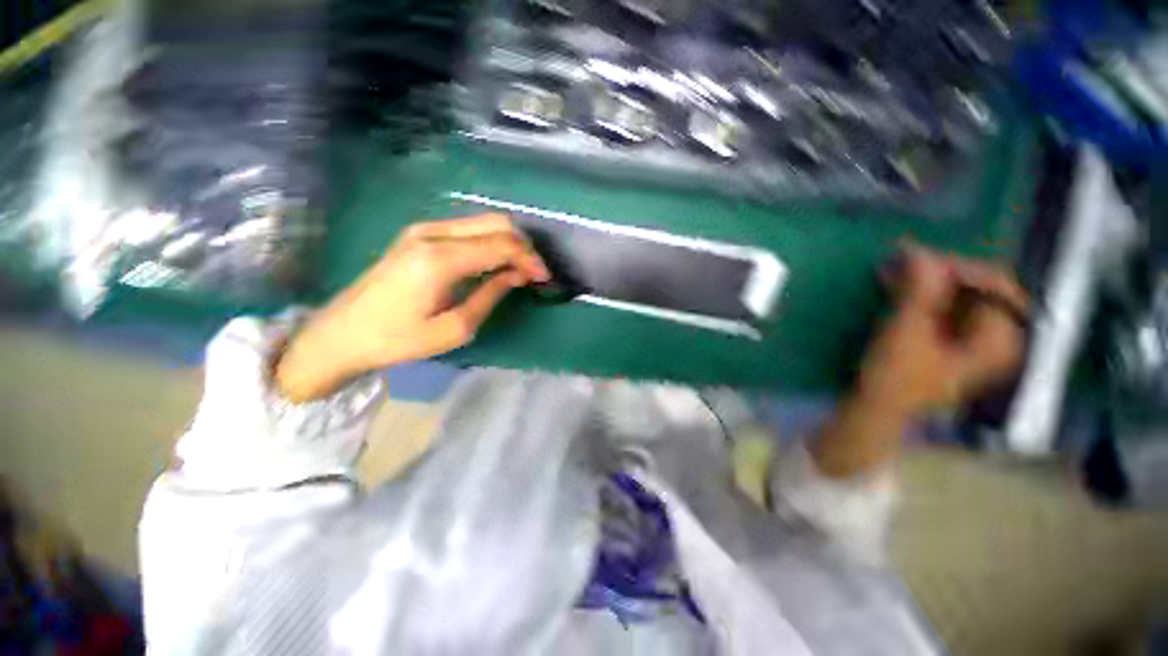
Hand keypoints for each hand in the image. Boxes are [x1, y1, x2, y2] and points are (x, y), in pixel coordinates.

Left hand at [275, 215, 548, 401]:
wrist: (343, 332)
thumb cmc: (398, 339)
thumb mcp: (455, 328)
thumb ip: (491, 295)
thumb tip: (517, 275)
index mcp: (440, 259)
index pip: (501, 245)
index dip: (529, 259)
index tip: (544, 277)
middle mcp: (433, 233)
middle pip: (495, 223)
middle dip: (523, 245)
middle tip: (535, 272)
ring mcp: (423, 229)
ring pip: (483, 222)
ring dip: (508, 241)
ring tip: (520, 268)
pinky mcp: (419, 234)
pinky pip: (468, 229)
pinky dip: (489, 241)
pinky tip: (496, 262)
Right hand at [856, 244, 1028, 419]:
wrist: (878, 411)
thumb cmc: (894, 378)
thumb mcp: (905, 333)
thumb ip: (917, 292)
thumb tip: (917, 250)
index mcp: (1001, 338)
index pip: (994, 282)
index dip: (956, 265)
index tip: (913, 257)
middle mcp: (999, 336)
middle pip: (979, 286)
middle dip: (938, 271)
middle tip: (899, 260)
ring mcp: (977, 339)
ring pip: (960, 295)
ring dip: (927, 280)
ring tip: (892, 271)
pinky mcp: (955, 340)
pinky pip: (947, 305)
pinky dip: (923, 293)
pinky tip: (897, 286)